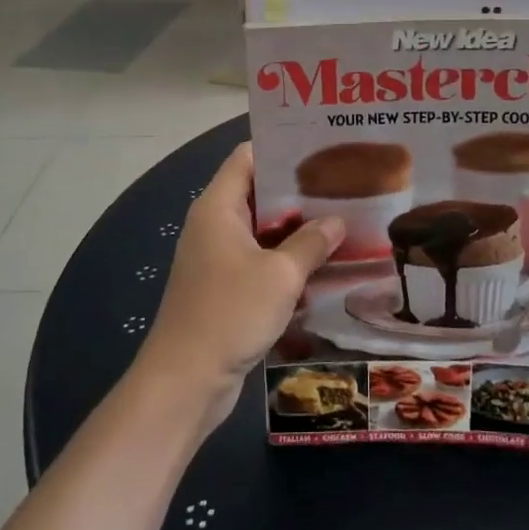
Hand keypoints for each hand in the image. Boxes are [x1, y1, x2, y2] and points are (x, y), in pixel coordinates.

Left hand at [135, 143, 343, 430]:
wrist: (184, 381)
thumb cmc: (230, 313)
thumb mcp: (280, 275)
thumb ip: (311, 243)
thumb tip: (337, 221)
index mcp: (218, 207)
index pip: (248, 156)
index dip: (281, 148)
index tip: (321, 148)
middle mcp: (214, 224)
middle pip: (258, 192)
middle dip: (298, 191)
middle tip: (343, 185)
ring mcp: (217, 256)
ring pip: (262, 229)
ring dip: (296, 229)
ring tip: (342, 221)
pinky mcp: (224, 286)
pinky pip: (259, 260)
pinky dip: (286, 259)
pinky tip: (322, 265)